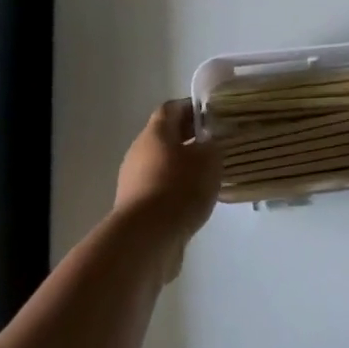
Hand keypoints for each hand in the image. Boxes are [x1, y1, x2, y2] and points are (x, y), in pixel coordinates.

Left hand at [114, 100, 223, 277]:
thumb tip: (208, 144)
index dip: (191, 108)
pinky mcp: (135, 208)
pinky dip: (175, 190)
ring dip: (182, 167)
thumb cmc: (178, 188)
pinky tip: (193, 202)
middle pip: (165, 137)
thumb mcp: (208, 160)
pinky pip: (159, 189)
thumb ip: (212, 146)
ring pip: (162, 165)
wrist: (146, 239)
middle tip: (214, 144)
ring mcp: (134, 181)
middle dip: (189, 138)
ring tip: (208, 176)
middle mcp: (139, 152)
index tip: (211, 114)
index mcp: (155, 133)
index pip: (172, 108)